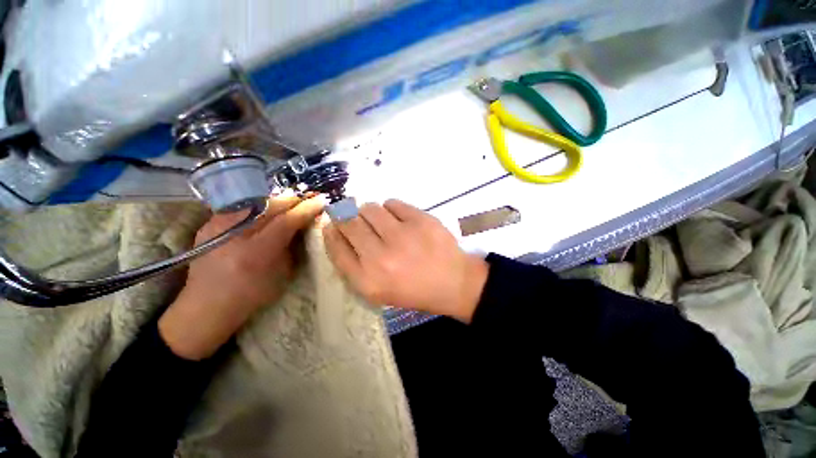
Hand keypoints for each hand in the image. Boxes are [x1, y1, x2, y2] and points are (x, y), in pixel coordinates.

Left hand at [159, 195, 324, 359]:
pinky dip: (260, 207)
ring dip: (278, 201)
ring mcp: (218, 224)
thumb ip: (292, 245)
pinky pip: (242, 207)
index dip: (307, 208)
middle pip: (271, 205)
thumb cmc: (252, 294)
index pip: (287, 220)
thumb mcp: (282, 273)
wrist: (207, 303)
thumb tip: (303, 225)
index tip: (322, 200)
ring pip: (256, 201)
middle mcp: (234, 233)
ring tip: (291, 204)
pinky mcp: (210, 222)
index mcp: (256, 251)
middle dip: (294, 200)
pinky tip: (267, 212)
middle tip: (310, 198)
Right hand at [323, 199, 488, 322]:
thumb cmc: (414, 290)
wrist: (453, 282)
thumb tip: (337, 230)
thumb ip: (354, 265)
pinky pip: (392, 202)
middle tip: (356, 219)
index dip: (331, 231)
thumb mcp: (378, 290)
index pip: (336, 247)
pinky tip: (399, 219)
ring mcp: (402, 236)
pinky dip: (391, 208)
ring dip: (370, 212)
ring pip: (369, 208)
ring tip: (381, 222)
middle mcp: (381, 257)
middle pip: (349, 222)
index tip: (332, 224)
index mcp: (368, 281)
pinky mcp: (420, 220)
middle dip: (347, 217)